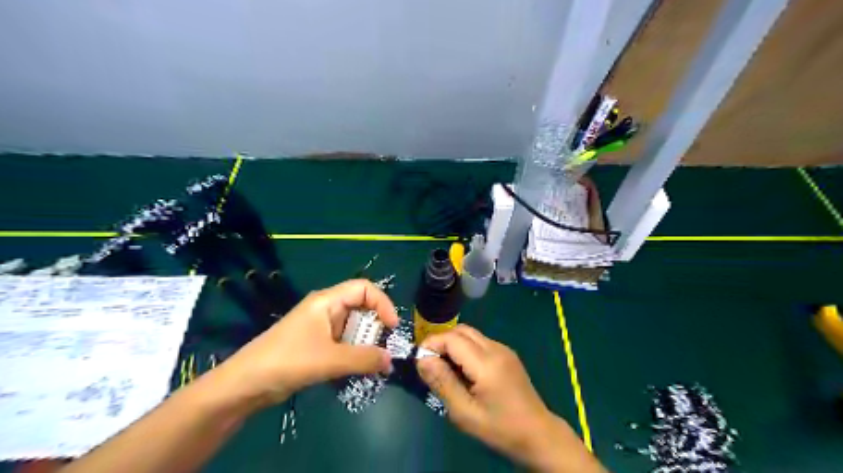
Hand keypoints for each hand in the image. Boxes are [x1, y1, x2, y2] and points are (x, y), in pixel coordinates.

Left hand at [214, 280, 398, 409]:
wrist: (245, 384)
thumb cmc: (287, 361)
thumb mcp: (330, 360)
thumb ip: (363, 359)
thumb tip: (391, 361)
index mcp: (327, 301)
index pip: (364, 289)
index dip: (383, 303)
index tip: (392, 327)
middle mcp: (326, 309)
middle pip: (361, 307)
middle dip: (375, 327)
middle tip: (382, 350)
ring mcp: (320, 327)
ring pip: (353, 327)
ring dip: (365, 343)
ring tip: (371, 363)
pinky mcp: (316, 344)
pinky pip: (343, 342)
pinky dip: (353, 353)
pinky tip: (356, 369)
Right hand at [415, 324, 606, 472]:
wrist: (538, 433)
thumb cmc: (499, 427)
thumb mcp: (465, 413)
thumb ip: (442, 383)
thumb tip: (422, 359)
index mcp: (486, 363)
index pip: (452, 338)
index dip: (432, 344)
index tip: (420, 361)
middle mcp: (496, 348)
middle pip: (461, 330)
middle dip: (441, 341)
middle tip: (430, 364)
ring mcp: (503, 349)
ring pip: (471, 334)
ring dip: (453, 344)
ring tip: (445, 368)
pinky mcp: (507, 354)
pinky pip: (480, 342)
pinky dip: (465, 348)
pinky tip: (463, 370)